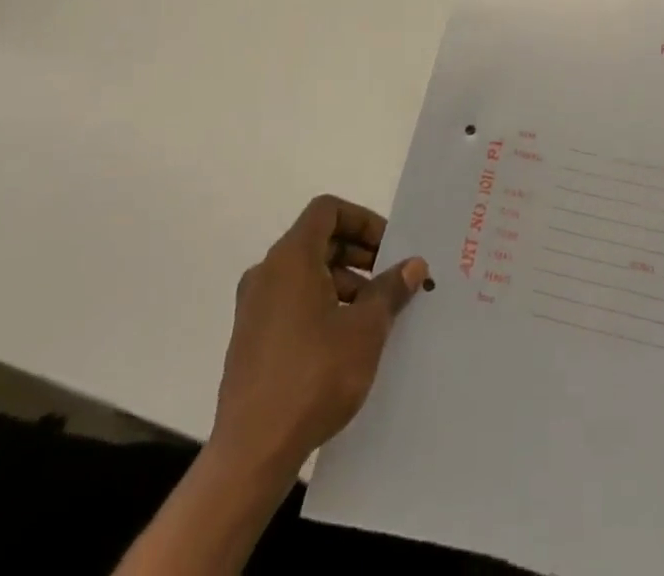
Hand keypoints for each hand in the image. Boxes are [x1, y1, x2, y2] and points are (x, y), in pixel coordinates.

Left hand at [208, 194, 428, 478]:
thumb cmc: (314, 376)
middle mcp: (267, 273)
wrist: (251, 453)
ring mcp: (254, 308)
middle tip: (390, 279)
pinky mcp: (250, 340)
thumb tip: (413, 264)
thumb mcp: (366, 328)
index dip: (362, 220)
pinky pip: (292, 302)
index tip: (389, 247)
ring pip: (306, 273)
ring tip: (374, 314)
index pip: (328, 211)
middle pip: (318, 240)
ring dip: (344, 282)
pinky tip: (346, 341)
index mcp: (291, 258)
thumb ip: (390, 289)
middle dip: (359, 253)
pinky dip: (322, 304)